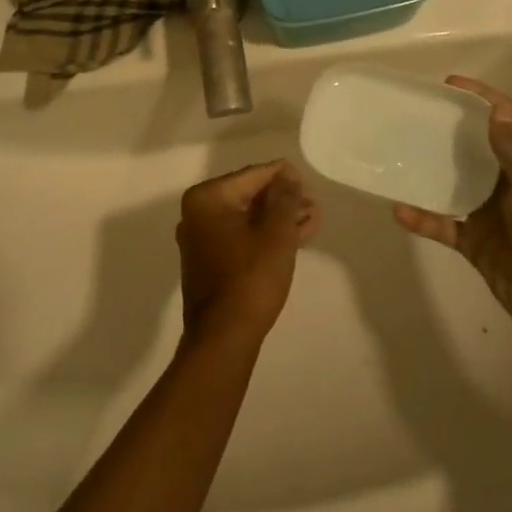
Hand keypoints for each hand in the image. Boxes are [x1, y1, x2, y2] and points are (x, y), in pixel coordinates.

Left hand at [177, 160, 319, 346]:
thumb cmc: (250, 278)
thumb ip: (284, 197)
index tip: (308, 183)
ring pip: (247, 219)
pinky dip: (266, 236)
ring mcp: (201, 240)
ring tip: (312, 219)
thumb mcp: (276, 233)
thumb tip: (287, 174)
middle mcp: (197, 213)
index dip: (283, 177)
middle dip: (283, 200)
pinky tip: (296, 237)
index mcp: (207, 198)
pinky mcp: (209, 262)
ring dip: (279, 219)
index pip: (252, 175)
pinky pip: (241, 238)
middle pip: (249, 196)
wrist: (224, 338)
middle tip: (314, 204)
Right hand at [393, 76, 511, 341]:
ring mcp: (489, 213)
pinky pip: (442, 224)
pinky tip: (398, 210)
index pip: (506, 118)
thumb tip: (494, 108)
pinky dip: (422, 218)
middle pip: (476, 145)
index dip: (482, 97)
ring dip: (430, 170)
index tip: (449, 84)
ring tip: (399, 153)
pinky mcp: (474, 242)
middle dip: (449, 128)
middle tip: (415, 114)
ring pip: (454, 182)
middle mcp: (507, 183)